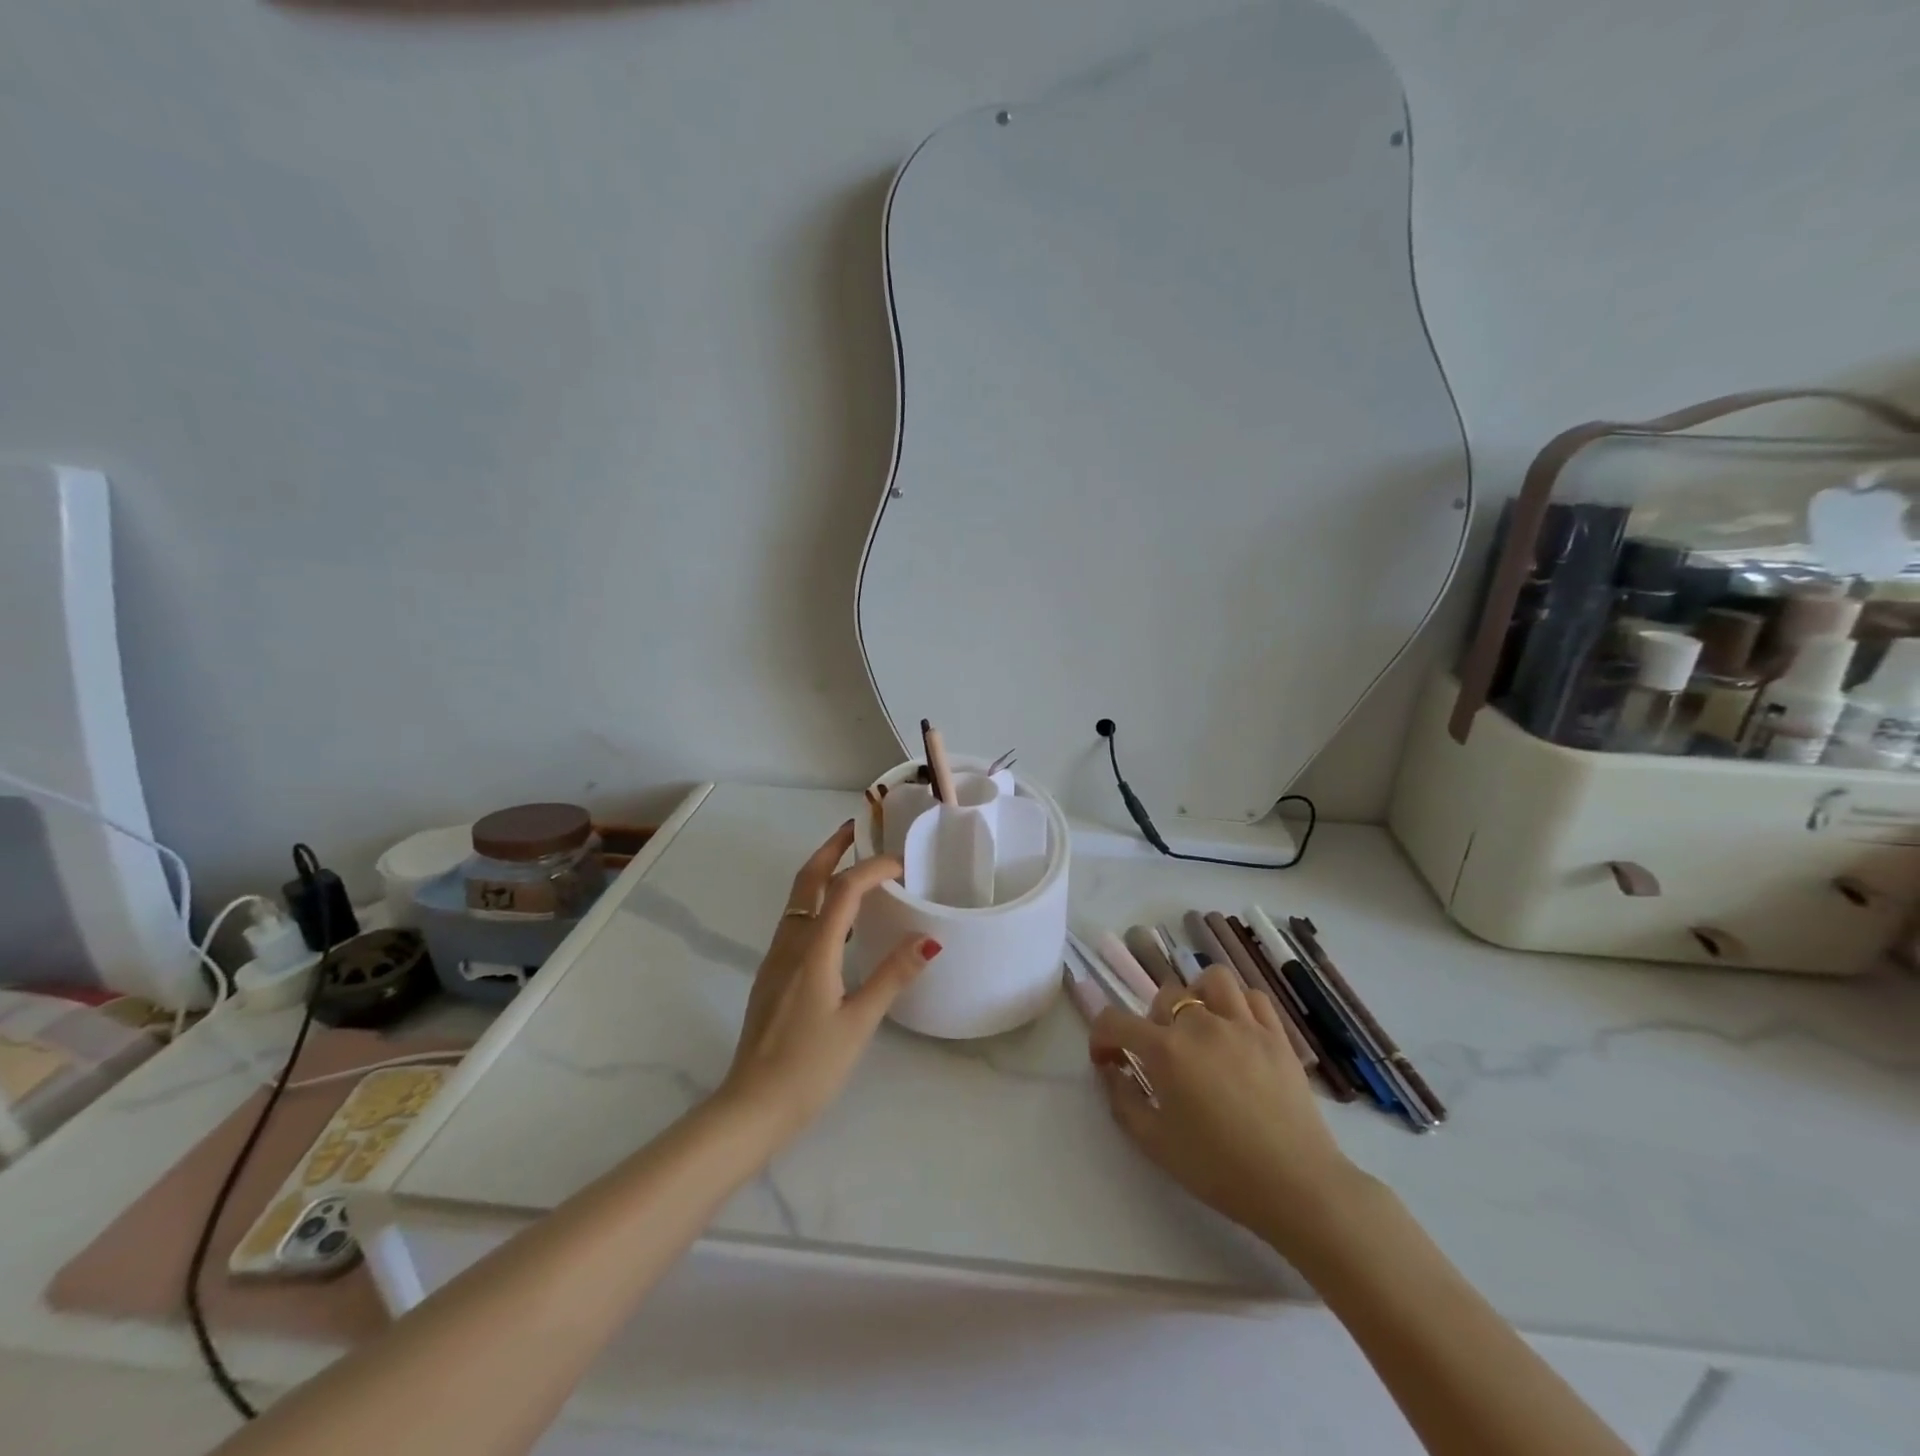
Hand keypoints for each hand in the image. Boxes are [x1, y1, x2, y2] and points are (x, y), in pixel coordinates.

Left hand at [717, 820, 940, 1142]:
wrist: (751, 1107)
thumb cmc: (809, 1068)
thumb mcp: (859, 1023)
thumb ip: (893, 976)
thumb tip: (928, 938)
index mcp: (813, 951)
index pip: (843, 890)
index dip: (872, 868)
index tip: (901, 863)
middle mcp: (789, 944)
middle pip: (807, 881)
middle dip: (830, 849)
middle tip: (855, 829)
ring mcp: (775, 959)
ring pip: (798, 900)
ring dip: (822, 874)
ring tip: (852, 866)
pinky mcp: (772, 976)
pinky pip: (795, 922)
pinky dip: (817, 903)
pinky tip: (837, 923)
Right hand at [1089, 964, 1360, 1254]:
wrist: (1295, 1186)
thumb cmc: (1218, 1169)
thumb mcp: (1154, 1143)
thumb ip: (1122, 1100)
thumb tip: (1110, 1071)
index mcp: (1165, 1050)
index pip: (1115, 1021)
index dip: (1101, 1038)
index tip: (1107, 1061)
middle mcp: (1200, 1024)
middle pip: (1165, 998)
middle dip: (1152, 1023)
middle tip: (1161, 1058)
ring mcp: (1243, 1024)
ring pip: (1211, 982)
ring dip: (1197, 998)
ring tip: (1199, 1028)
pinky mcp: (1276, 1035)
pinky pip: (1252, 997)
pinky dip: (1238, 1005)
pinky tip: (1236, 1031)